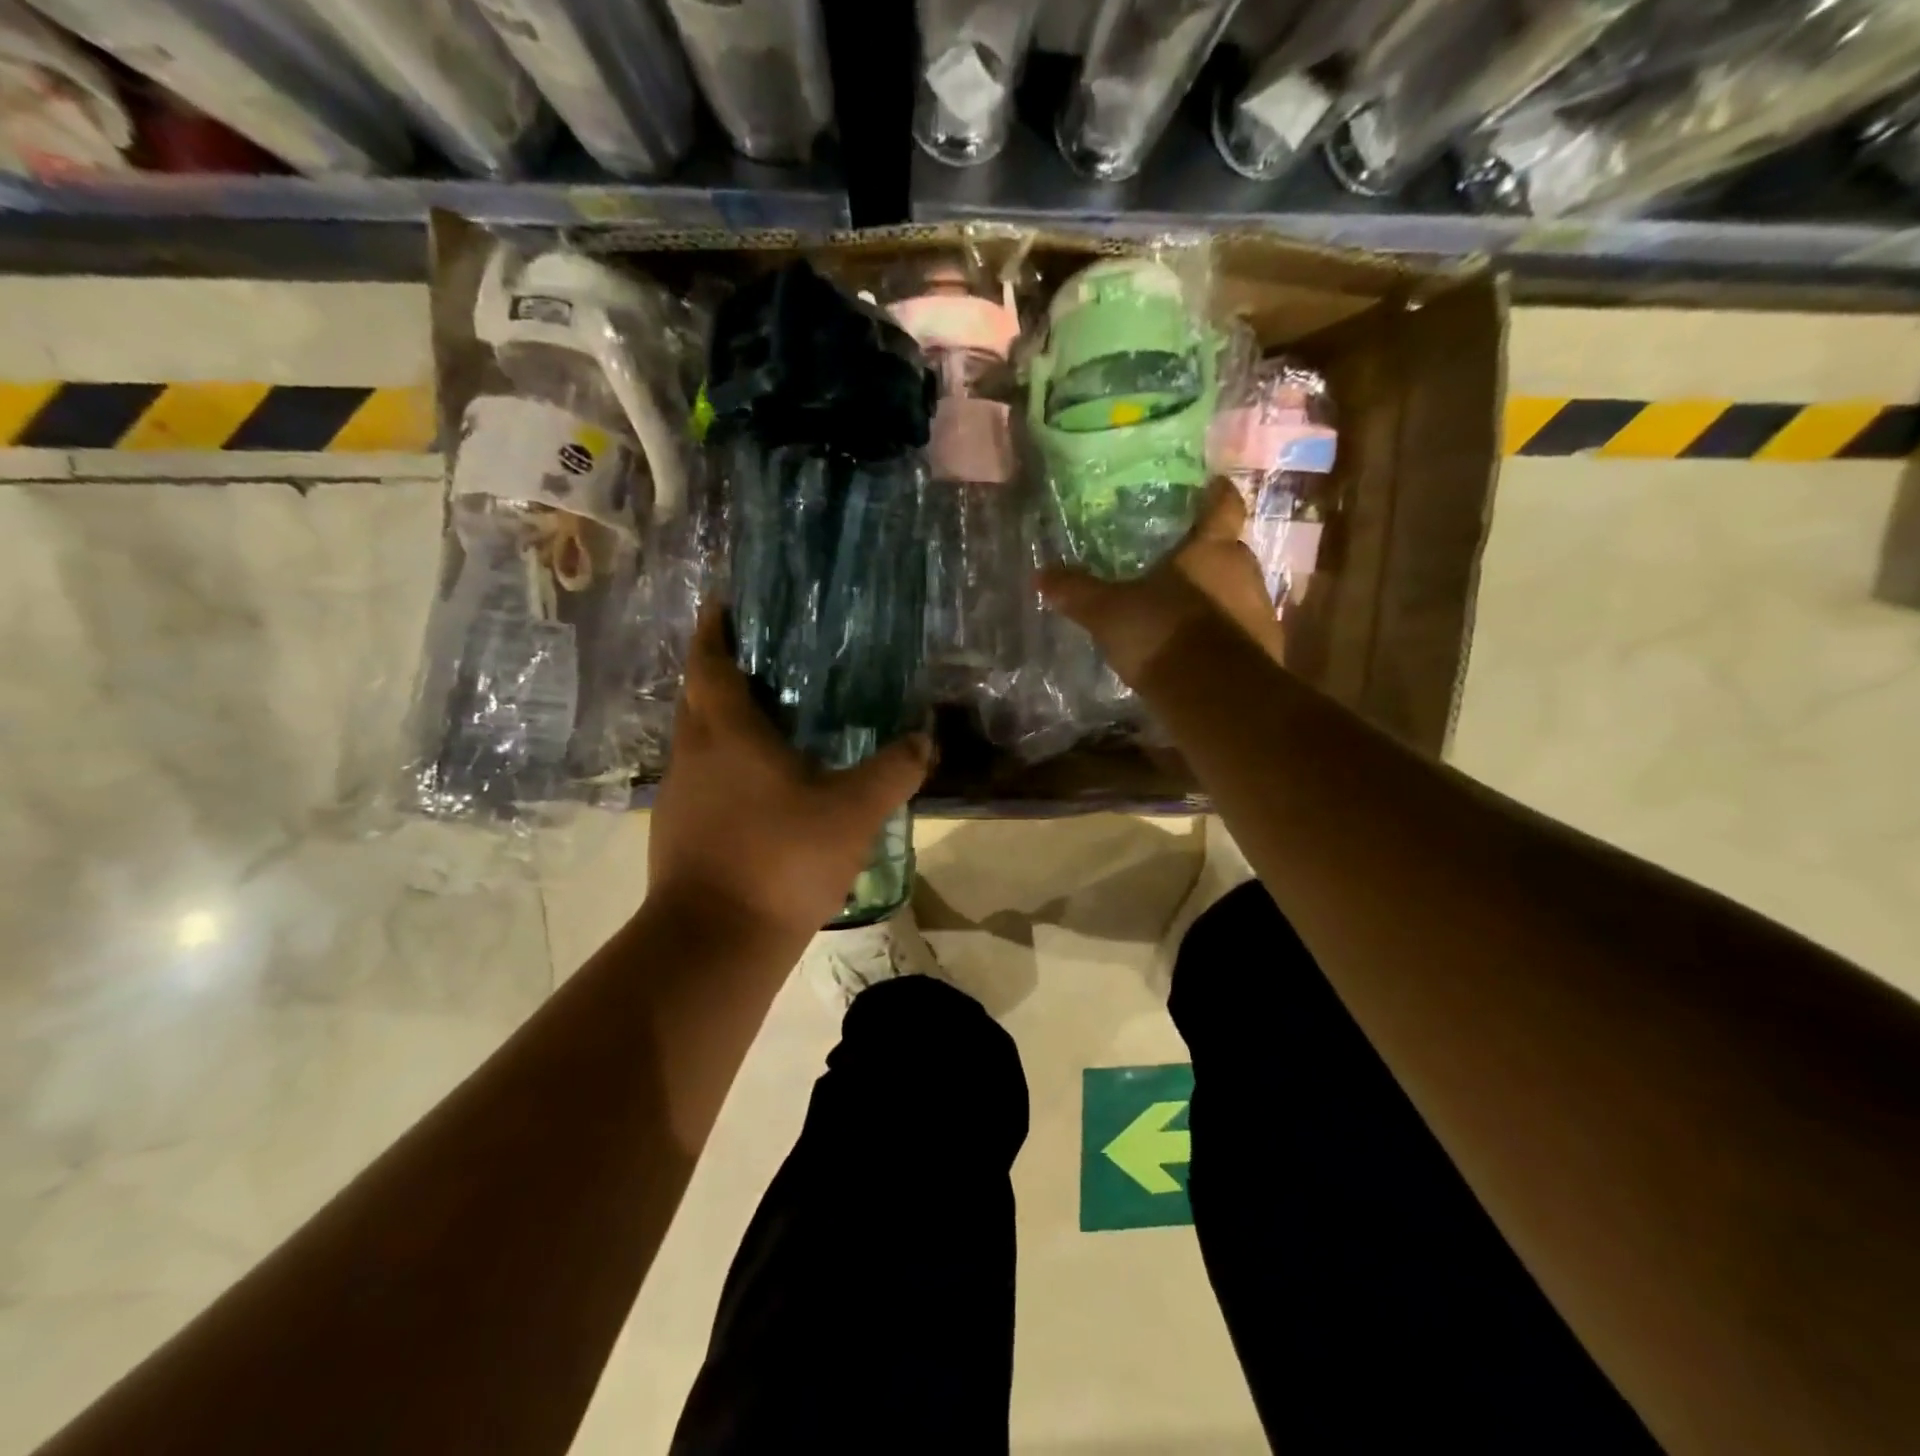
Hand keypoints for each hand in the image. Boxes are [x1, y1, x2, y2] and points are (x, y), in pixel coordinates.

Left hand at [648, 606, 932, 944]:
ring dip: (720, 720)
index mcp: (727, 733)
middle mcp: (693, 754)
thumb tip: (926, 738)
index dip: (714, 629)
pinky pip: (700, 778)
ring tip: (767, 718)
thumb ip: (894, 771)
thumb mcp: (853, 812)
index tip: (724, 603)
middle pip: (695, 696)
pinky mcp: (677, 831)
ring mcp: (678, 796)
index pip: (711, 663)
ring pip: (696, 740)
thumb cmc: (781, 859)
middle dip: (718, 670)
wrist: (715, 942)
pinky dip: (723, 764)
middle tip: (760, 658)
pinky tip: (757, 785)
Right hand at [1039, 481, 1284, 689]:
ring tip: (1186, 611)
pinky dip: (1225, 636)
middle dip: (1209, 556)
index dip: (1217, 494)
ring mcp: (1261, 612)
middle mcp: (1244, 571)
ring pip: (1239, 592)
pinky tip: (1200, 652)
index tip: (1210, 488)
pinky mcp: (1266, 650)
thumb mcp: (1109, 613)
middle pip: (1231, 551)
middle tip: (1180, 562)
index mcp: (1210, 549)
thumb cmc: (1163, 634)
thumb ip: (1078, 592)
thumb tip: (1041, 574)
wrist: (1215, 696)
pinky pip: (1243, 632)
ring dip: (1218, 598)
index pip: (1223, 505)